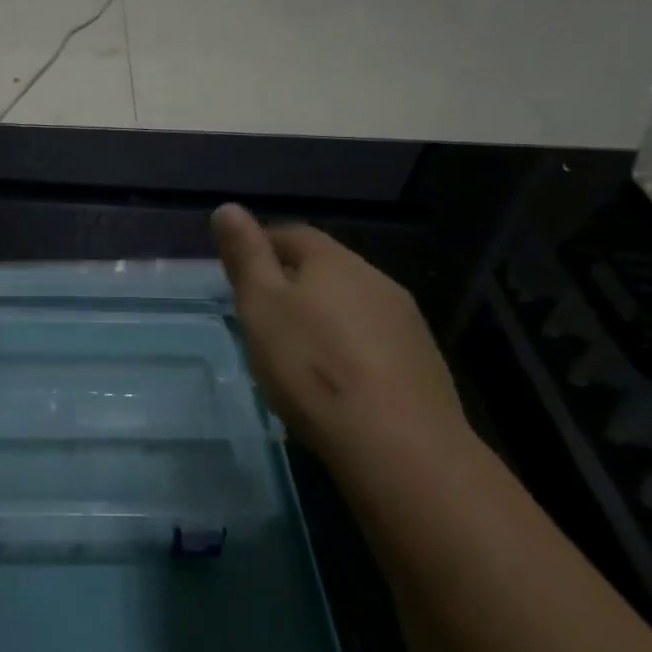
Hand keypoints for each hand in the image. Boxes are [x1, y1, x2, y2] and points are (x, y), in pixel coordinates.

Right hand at [211, 203, 463, 466]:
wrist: (398, 444)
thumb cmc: (312, 366)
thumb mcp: (261, 306)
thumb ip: (246, 257)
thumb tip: (228, 207)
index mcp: (333, 261)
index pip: (293, 235)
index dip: (263, 246)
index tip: (240, 272)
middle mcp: (375, 280)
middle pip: (326, 269)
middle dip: (294, 283)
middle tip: (263, 315)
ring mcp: (405, 322)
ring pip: (353, 306)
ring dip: (325, 318)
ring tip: (298, 352)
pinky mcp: (423, 363)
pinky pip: (374, 342)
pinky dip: (351, 350)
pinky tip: (338, 381)